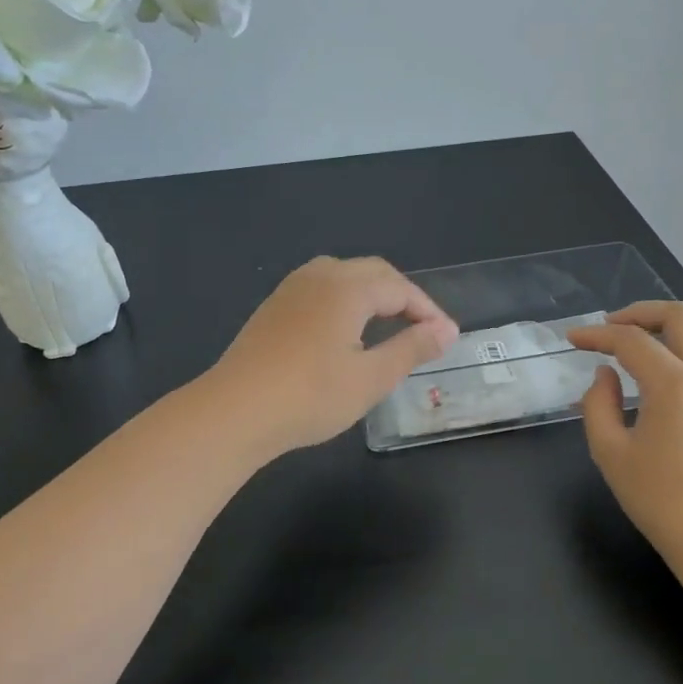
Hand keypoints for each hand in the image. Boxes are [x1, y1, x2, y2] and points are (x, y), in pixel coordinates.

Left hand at [208, 256, 459, 456]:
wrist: (234, 410)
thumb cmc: (310, 395)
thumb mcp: (370, 378)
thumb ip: (410, 348)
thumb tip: (444, 330)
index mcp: (347, 287)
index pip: (400, 288)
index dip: (428, 310)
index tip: (448, 337)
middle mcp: (319, 275)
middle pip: (373, 273)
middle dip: (403, 296)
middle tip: (424, 328)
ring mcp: (291, 288)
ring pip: (344, 276)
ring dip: (373, 294)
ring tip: (390, 324)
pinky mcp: (274, 306)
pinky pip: (321, 288)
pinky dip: (346, 301)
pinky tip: (346, 330)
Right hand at [567, 302, 682, 569]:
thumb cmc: (665, 504)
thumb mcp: (611, 455)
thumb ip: (598, 405)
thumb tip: (607, 375)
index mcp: (676, 386)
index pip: (631, 341)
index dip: (597, 335)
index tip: (573, 338)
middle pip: (681, 316)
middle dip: (640, 312)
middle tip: (613, 326)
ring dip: (680, 319)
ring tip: (653, 332)